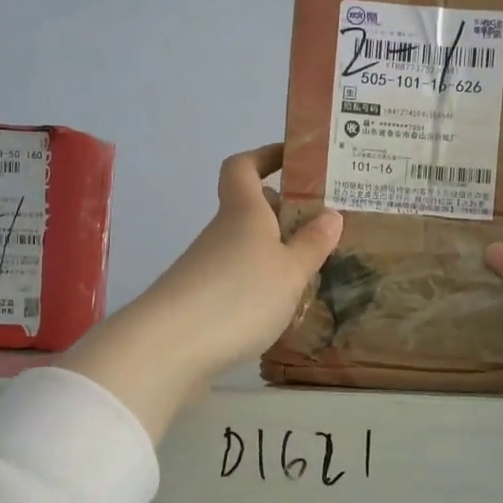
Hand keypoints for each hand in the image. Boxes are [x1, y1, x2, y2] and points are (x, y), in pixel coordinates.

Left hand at [61, 145, 340, 438]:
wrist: (170, 347)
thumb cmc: (240, 295)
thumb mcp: (290, 271)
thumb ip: (312, 244)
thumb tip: (331, 214)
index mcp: (243, 212)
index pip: (244, 166)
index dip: (265, 156)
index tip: (292, 158)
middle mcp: (222, 232)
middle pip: (248, 208)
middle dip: (281, 211)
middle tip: (319, 225)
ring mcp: (206, 266)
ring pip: (245, 246)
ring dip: (274, 252)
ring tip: (310, 271)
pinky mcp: (199, 300)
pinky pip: (236, 277)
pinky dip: (259, 282)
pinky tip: (278, 306)